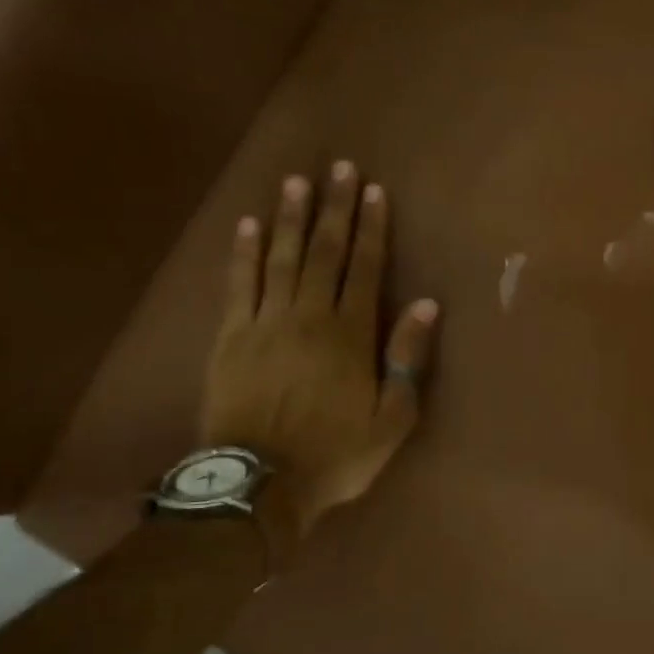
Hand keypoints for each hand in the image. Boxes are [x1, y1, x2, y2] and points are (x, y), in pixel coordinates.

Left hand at [202, 161, 439, 552]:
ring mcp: (264, 324)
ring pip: (281, 259)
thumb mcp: (392, 417)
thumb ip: (407, 358)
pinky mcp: (229, 338)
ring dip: (290, 218)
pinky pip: (238, 285)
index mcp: (350, 335)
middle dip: (334, 209)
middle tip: (340, 168)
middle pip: (324, 252)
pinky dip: (244, 254)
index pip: (365, 268)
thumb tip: (425, 305)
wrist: (259, 485)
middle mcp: (308, 316)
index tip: (373, 192)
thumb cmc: (336, 453)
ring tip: (297, 181)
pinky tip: (249, 225)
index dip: (371, 228)